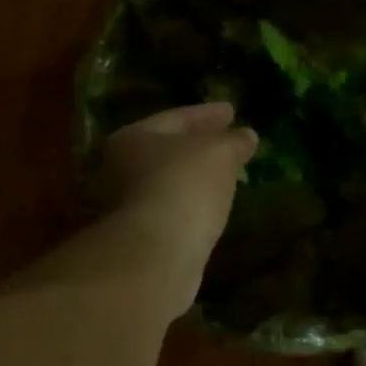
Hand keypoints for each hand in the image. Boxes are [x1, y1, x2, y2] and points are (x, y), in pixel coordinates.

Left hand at [97, 102, 256, 262]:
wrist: (156, 255)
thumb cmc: (184, 187)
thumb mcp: (219, 154)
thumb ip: (233, 141)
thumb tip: (246, 136)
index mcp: (132, 138)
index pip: (176, 117)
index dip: (207, 114)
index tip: (233, 111)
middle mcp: (119, 168)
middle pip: (166, 150)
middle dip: (198, 146)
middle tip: (227, 142)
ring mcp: (125, 207)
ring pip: (168, 182)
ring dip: (195, 177)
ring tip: (225, 175)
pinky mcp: (139, 238)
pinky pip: (172, 210)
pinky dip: (192, 204)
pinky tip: (212, 207)